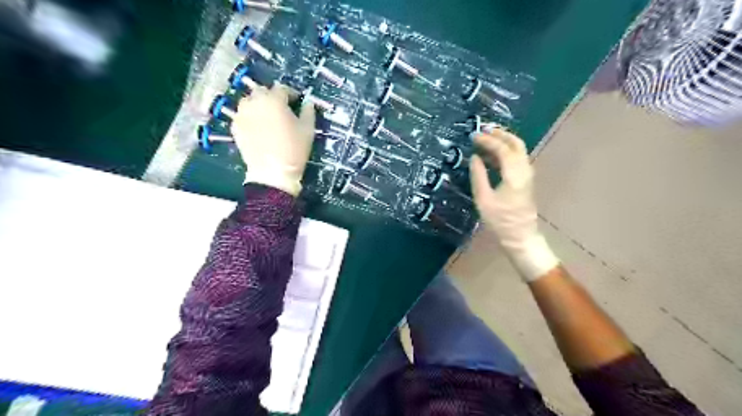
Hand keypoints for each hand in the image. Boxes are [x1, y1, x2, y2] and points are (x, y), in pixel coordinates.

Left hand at [232, 82, 313, 196]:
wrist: (272, 172)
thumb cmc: (294, 150)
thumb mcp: (307, 129)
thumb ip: (308, 111)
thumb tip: (308, 103)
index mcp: (274, 100)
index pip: (282, 88)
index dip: (291, 94)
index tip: (297, 101)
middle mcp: (255, 102)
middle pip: (263, 92)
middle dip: (273, 98)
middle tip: (282, 110)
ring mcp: (242, 114)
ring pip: (250, 102)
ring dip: (259, 105)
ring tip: (267, 118)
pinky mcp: (235, 127)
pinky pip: (243, 115)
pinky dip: (250, 117)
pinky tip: (258, 128)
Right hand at [469, 131, 556, 281]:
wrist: (520, 237)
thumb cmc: (500, 221)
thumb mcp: (483, 199)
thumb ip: (478, 176)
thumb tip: (474, 158)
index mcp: (514, 175)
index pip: (502, 150)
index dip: (488, 141)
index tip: (474, 136)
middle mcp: (524, 171)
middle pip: (516, 144)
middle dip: (500, 134)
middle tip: (484, 130)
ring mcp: (527, 175)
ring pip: (518, 150)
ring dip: (504, 142)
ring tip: (486, 139)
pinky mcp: (526, 181)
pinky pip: (517, 159)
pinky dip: (506, 152)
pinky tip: (492, 156)